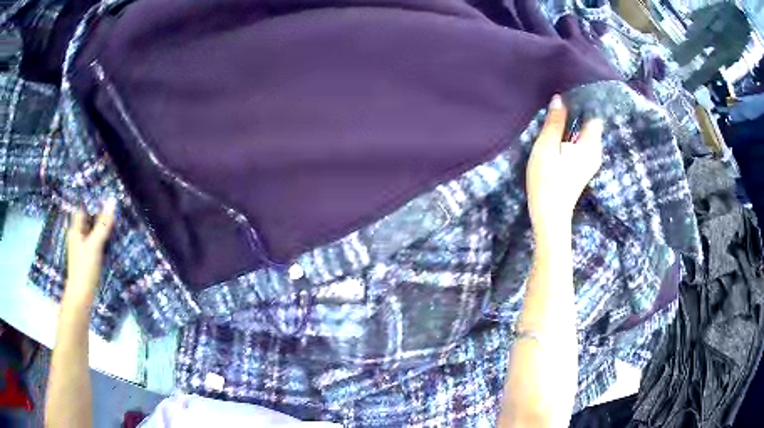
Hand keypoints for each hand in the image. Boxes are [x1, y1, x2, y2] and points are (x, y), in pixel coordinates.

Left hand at [64, 199, 116, 306]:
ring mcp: (82, 248)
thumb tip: (112, 200)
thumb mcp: (94, 245)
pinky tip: (110, 237)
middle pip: (87, 218)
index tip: (104, 190)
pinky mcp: (87, 259)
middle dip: (98, 210)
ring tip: (114, 216)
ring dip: (101, 224)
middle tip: (112, 202)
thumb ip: (103, 224)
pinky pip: (95, 241)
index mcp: (75, 229)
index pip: (82, 207)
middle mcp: (77, 236)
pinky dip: (102, 236)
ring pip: (91, 230)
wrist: (81, 297)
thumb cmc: (84, 269)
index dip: (91, 198)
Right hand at [526, 95, 602, 237]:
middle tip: (559, 94)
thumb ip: (554, 122)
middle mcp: (595, 151)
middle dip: (577, 108)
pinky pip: (580, 141)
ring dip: (573, 120)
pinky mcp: (581, 166)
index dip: (585, 100)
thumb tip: (559, 99)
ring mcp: (589, 160)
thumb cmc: (547, 182)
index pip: (595, 115)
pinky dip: (571, 132)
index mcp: (591, 145)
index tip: (570, 87)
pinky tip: (558, 127)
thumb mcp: (547, 148)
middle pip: (590, 122)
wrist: (549, 217)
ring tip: (557, 107)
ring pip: (584, 132)